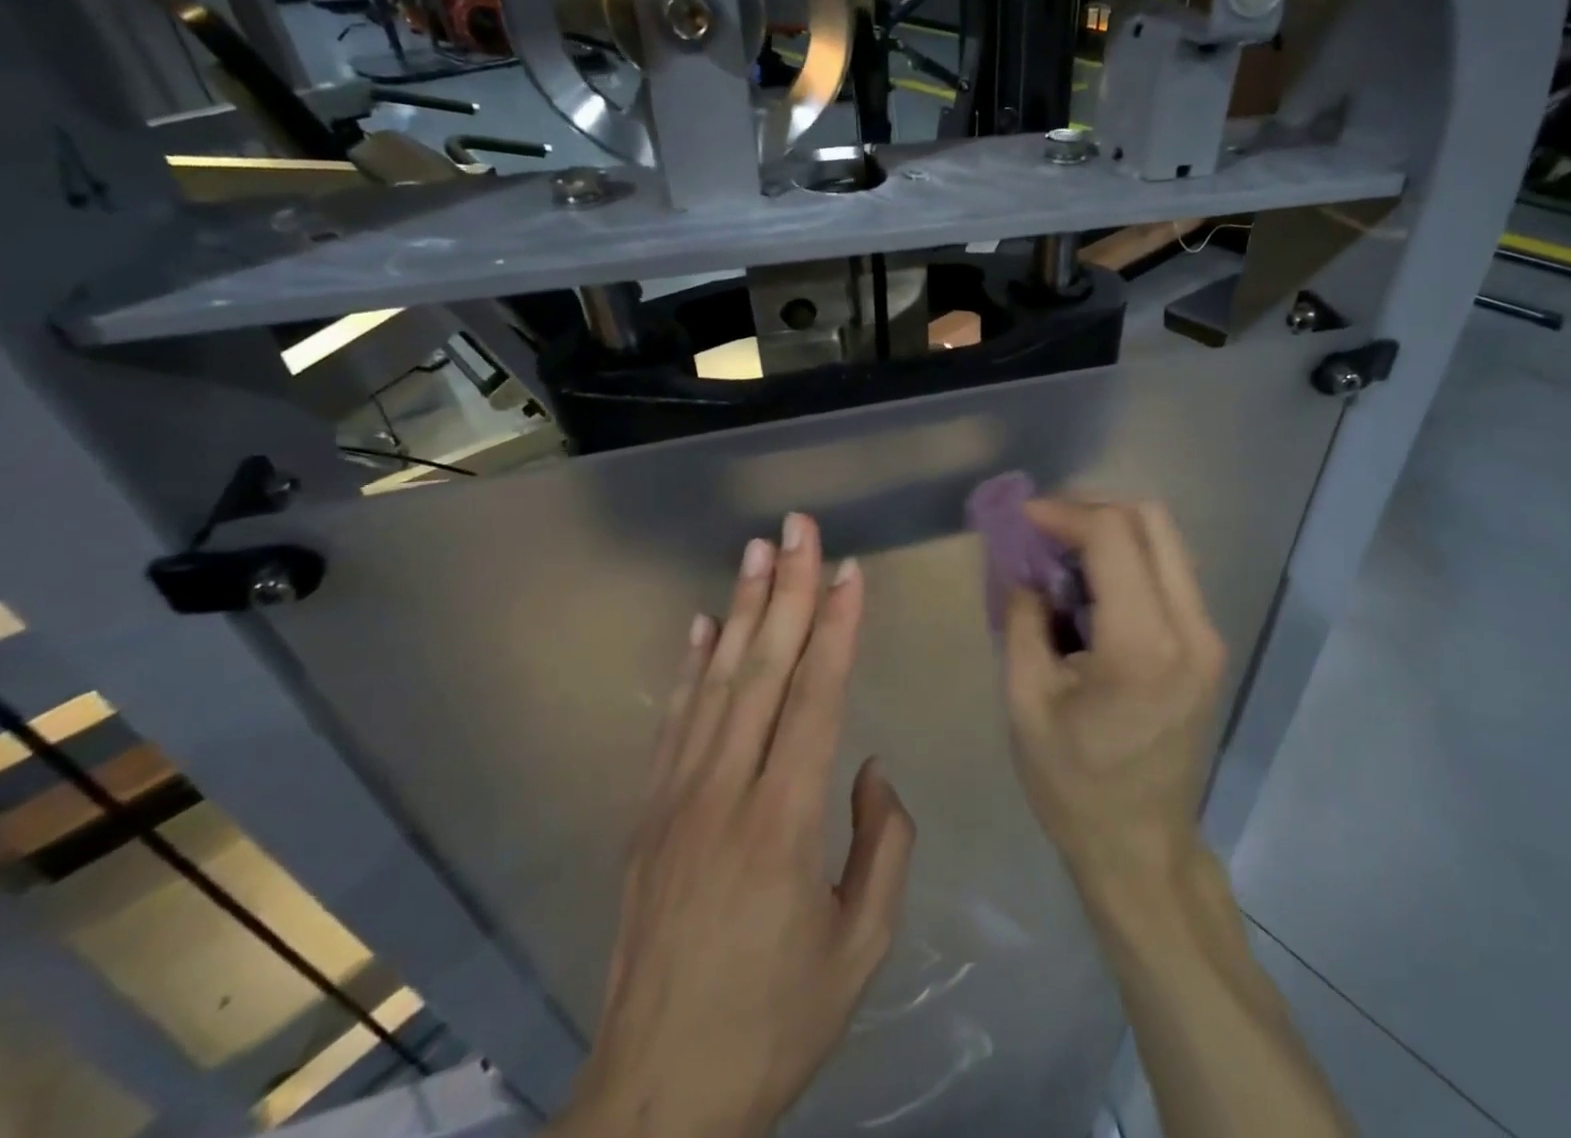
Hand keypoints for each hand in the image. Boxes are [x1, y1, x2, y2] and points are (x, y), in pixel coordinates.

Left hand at [554, 514, 915, 1137]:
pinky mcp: (647, 816)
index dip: (837, 628)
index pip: (817, 698)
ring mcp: (676, 799)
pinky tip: (703, 626)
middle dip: (788, 590)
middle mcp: (726, 792)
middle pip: (763, 669)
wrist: (656, 1100)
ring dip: (741, 610)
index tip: (850, 571)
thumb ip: (883, 846)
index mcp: (784, 822)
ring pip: (716, 683)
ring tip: (758, 552)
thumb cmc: (774, 1023)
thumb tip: (871, 767)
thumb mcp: (860, 948)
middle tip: (799, 528)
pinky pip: (673, 724)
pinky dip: (690, 668)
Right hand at [1002, 500, 1226, 894]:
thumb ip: (1022, 617)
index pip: (1112, 534)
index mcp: (1142, 644)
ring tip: (1063, 554)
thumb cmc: (1073, 784)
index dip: (1063, 513)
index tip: (1022, 518)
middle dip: (1091, 510)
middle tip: (1044, 530)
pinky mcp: (1209, 646)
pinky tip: (1093, 584)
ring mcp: (1208, 636)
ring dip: (1113, 531)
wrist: (1142, 847)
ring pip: (1167, 540)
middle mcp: (1190, 628)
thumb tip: (1022, 564)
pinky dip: (1131, 558)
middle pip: (1151, 519)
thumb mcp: (1026, 700)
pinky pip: (1172, 571)